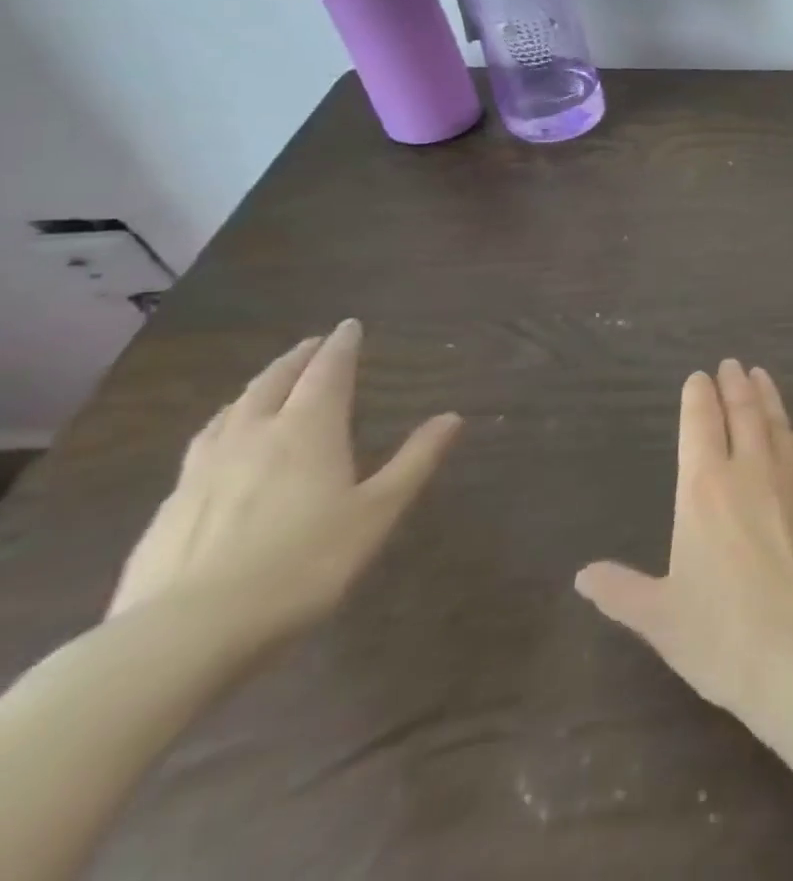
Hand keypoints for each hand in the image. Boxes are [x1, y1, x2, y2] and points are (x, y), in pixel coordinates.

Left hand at [109, 320, 461, 642]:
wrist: (183, 637)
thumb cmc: (303, 564)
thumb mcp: (377, 512)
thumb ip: (415, 461)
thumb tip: (452, 416)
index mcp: (307, 432)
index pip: (327, 373)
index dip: (341, 347)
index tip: (349, 325)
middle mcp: (252, 438)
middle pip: (272, 384)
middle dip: (296, 360)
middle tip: (312, 344)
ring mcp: (201, 473)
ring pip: (229, 413)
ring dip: (254, 389)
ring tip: (266, 385)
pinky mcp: (168, 510)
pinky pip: (201, 448)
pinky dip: (221, 428)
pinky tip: (219, 448)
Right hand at [575, 359, 792, 715]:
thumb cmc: (721, 634)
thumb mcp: (659, 617)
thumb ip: (621, 590)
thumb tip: (583, 575)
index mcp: (704, 489)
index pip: (699, 425)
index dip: (697, 397)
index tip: (698, 377)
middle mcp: (751, 468)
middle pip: (742, 412)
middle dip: (734, 384)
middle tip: (731, 364)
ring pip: (778, 421)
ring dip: (768, 396)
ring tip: (761, 375)